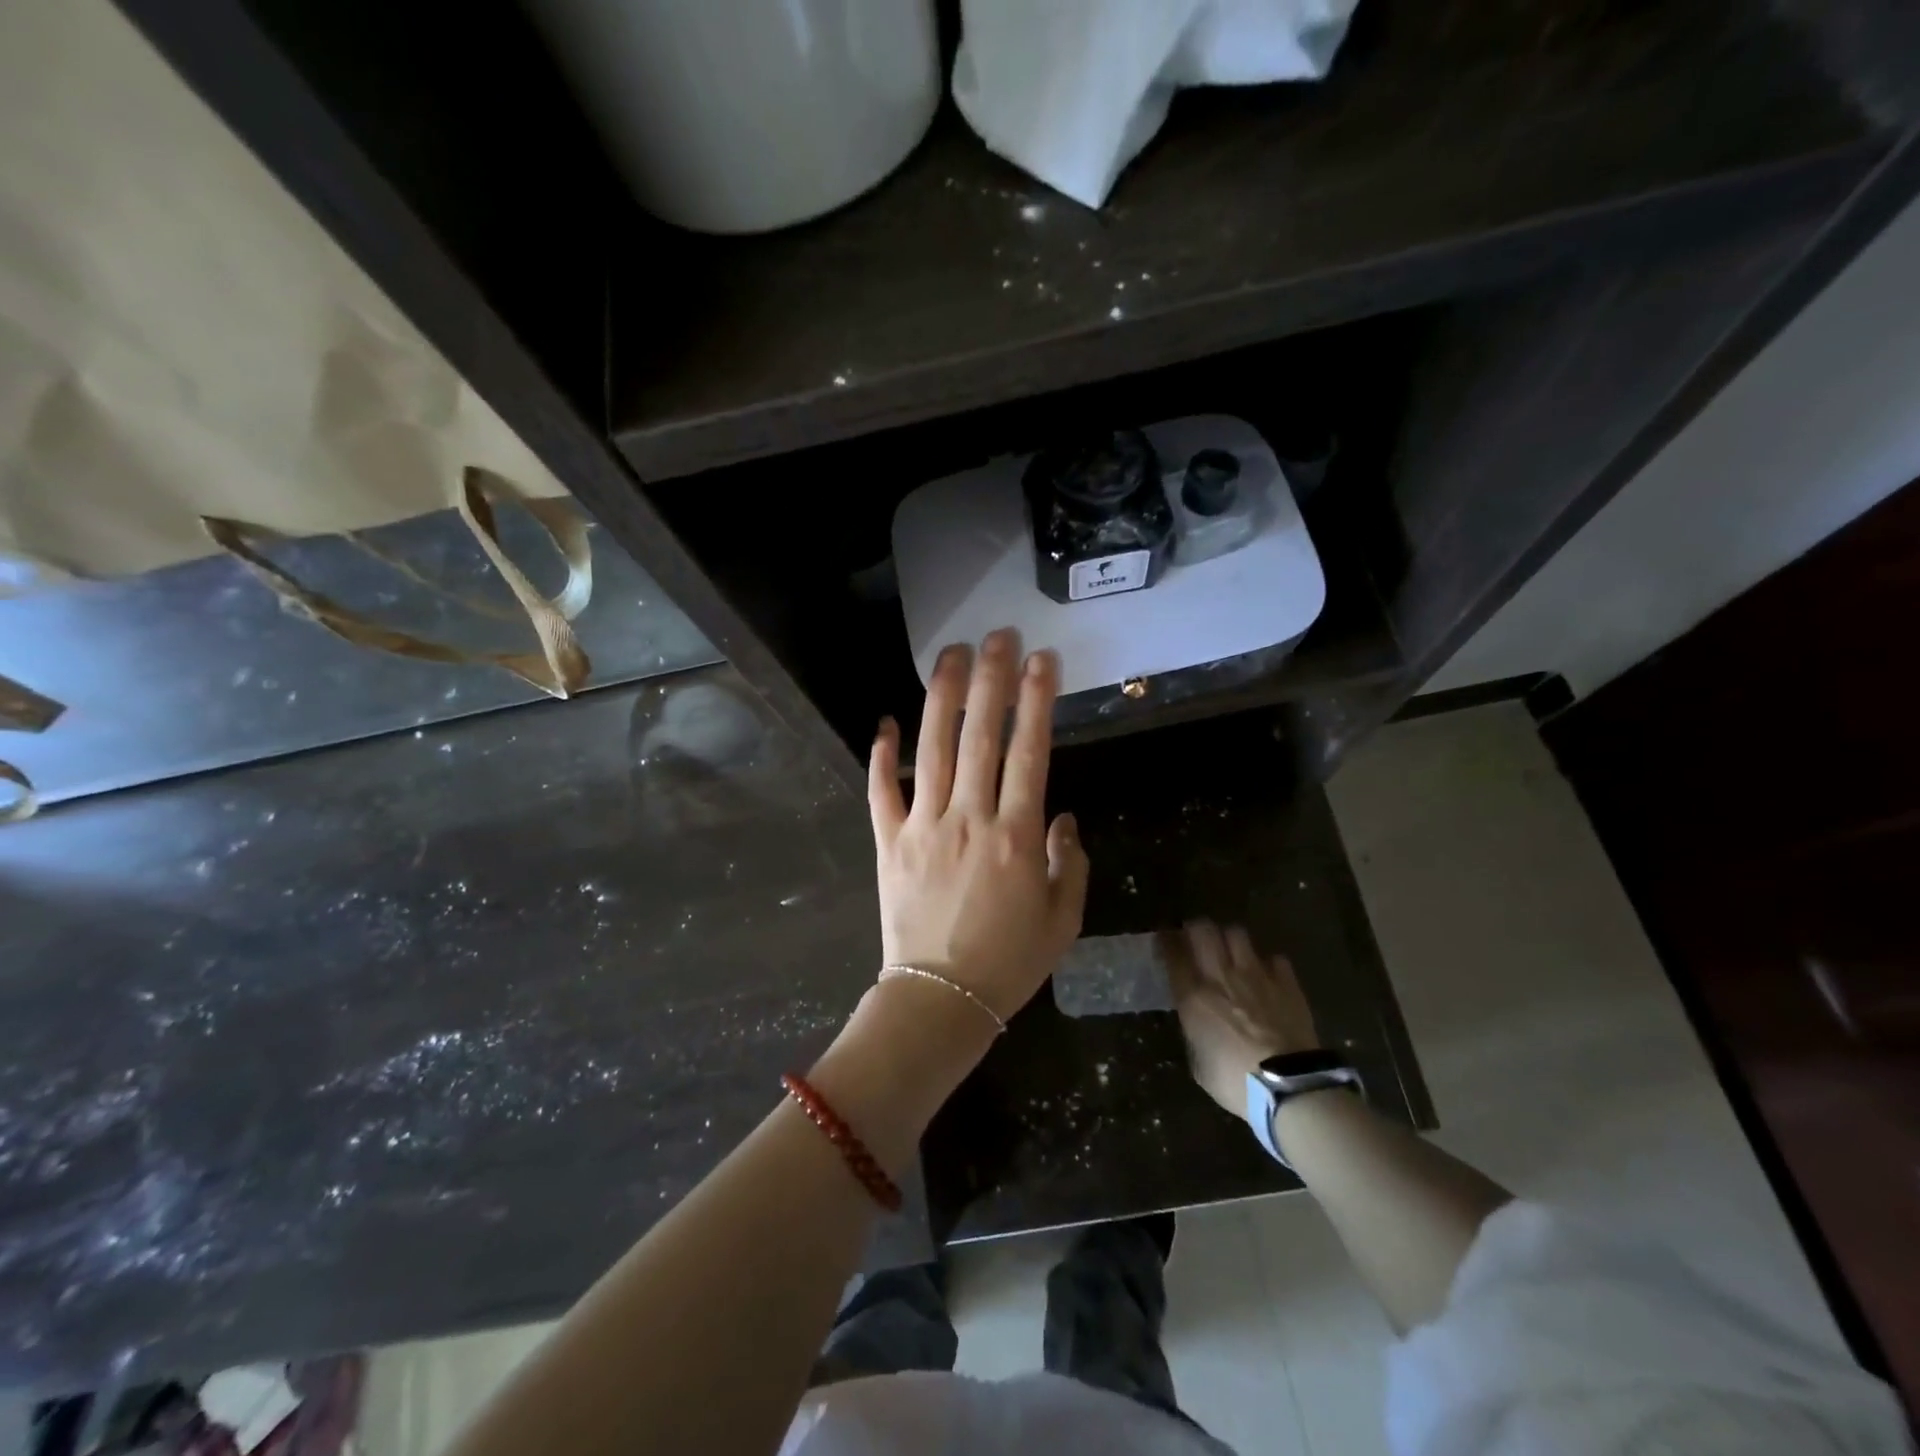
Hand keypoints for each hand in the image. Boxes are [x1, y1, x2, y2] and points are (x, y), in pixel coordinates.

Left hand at [866, 629, 1089, 1023]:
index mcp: (1016, 835)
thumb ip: (1069, 861)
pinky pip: (882, 791)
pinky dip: (881, 756)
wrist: (941, 1000)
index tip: (1042, 659)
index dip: (1037, 700)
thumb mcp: (1062, 919)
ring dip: (942, 698)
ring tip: (951, 655)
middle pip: (980, 735)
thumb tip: (1061, 816)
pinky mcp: (889, 843)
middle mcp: (969, 818)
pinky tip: (885, 723)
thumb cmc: (1010, 963)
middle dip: (991, 679)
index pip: (1031, 751)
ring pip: (932, 749)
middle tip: (997, 635)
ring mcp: (923, 827)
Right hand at [1164, 921, 1319, 1116]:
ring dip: (1229, 938)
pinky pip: (1274, 958)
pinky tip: (1267, 974)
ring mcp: (1256, 975)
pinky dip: (1267, 963)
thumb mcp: (1199, 1063)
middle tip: (1195, 937)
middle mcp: (1221, 976)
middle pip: (1203, 930)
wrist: (1289, 1087)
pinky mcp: (1286, 983)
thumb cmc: (1235, 1082)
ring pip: (1236, 933)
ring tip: (1230, 949)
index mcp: (1193, 997)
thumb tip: (1197, 1023)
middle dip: (1195, 928)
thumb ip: (1195, 1033)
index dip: (1165, 941)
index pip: (1172, 954)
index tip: (1163, 938)